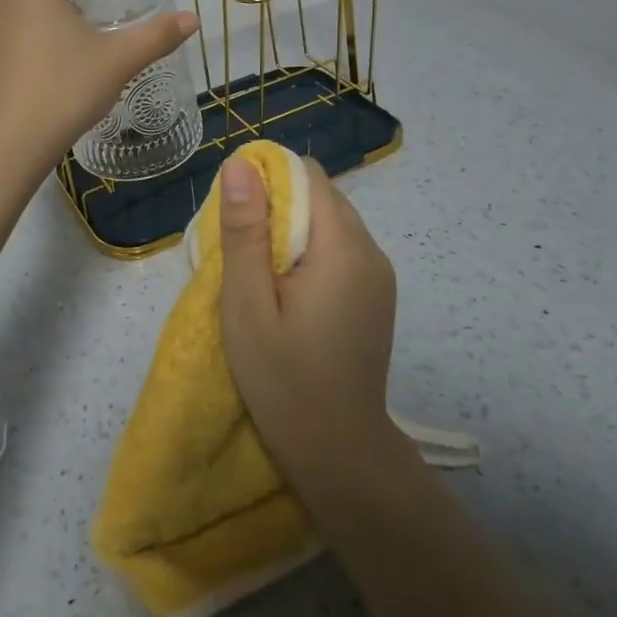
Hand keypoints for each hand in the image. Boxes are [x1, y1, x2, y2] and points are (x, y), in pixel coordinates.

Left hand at [0, 0, 198, 166]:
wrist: (12, 140)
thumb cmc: (69, 88)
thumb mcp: (119, 60)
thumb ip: (157, 36)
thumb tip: (192, 18)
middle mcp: (1, 2)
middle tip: (79, 7)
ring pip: (12, 15)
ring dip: (33, 19)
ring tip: (56, 41)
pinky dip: (15, 48)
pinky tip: (31, 71)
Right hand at [217, 156, 409, 499]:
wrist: (339, 452)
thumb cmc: (283, 378)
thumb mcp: (247, 304)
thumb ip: (245, 232)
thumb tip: (240, 164)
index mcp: (342, 248)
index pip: (309, 176)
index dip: (268, 180)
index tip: (237, 217)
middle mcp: (371, 251)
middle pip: (321, 197)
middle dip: (278, 208)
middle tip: (243, 253)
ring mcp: (379, 275)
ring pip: (330, 222)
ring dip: (293, 233)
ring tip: (261, 276)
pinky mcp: (376, 295)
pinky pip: (340, 250)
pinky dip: (310, 254)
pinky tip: (289, 294)